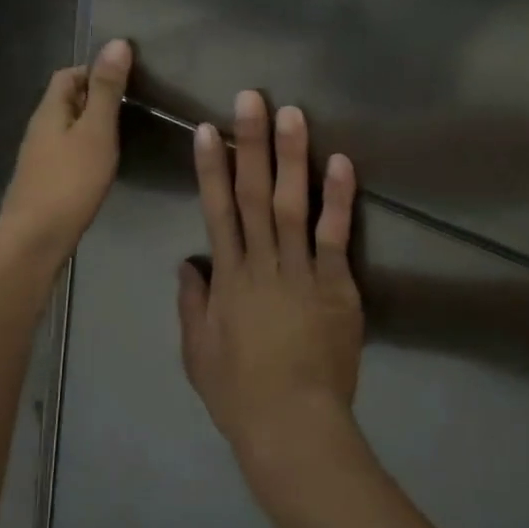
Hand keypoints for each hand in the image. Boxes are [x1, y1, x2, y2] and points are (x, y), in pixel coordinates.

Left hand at [0, 39, 133, 259]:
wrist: (34, 241)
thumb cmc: (69, 182)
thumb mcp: (96, 131)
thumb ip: (107, 90)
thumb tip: (117, 43)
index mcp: (49, 110)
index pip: (68, 74)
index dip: (95, 70)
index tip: (128, 80)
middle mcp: (39, 129)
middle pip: (66, 100)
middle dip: (96, 97)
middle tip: (133, 107)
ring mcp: (38, 157)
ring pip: (67, 128)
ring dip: (92, 125)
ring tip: (124, 134)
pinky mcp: (43, 182)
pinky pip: (67, 153)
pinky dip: (86, 150)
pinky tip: (103, 165)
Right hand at [179, 92, 362, 466]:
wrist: (293, 427)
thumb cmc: (239, 393)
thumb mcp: (197, 351)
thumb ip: (192, 303)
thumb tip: (188, 262)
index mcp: (228, 277)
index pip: (217, 210)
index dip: (210, 167)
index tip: (206, 129)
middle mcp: (262, 263)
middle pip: (253, 193)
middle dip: (250, 143)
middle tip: (251, 99)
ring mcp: (302, 271)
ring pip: (293, 204)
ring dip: (292, 157)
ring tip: (293, 114)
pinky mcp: (337, 286)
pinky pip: (336, 236)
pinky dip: (337, 199)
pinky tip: (340, 163)